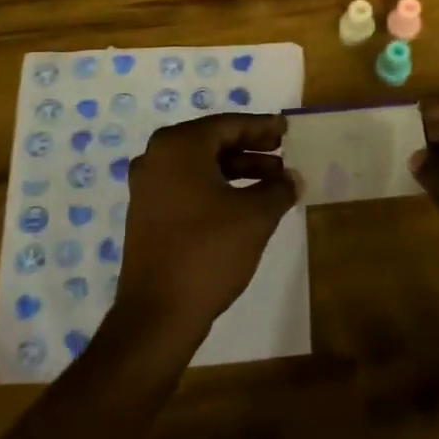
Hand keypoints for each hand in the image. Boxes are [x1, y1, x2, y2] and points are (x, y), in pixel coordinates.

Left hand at [115, 113, 299, 337]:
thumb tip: (292, 178)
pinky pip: (187, 186)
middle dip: (251, 148)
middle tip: (282, 153)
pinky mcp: (146, 214)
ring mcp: (147, 187)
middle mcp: (156, 158)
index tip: (286, 130)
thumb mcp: (255, 216)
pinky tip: (244, 203)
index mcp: (179, 146)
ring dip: (237, 169)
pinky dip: (217, 187)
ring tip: (273, 182)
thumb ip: (279, 189)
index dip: (261, 127)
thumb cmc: (208, 251)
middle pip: (212, 142)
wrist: (158, 313)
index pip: (228, 124)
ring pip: (200, 166)